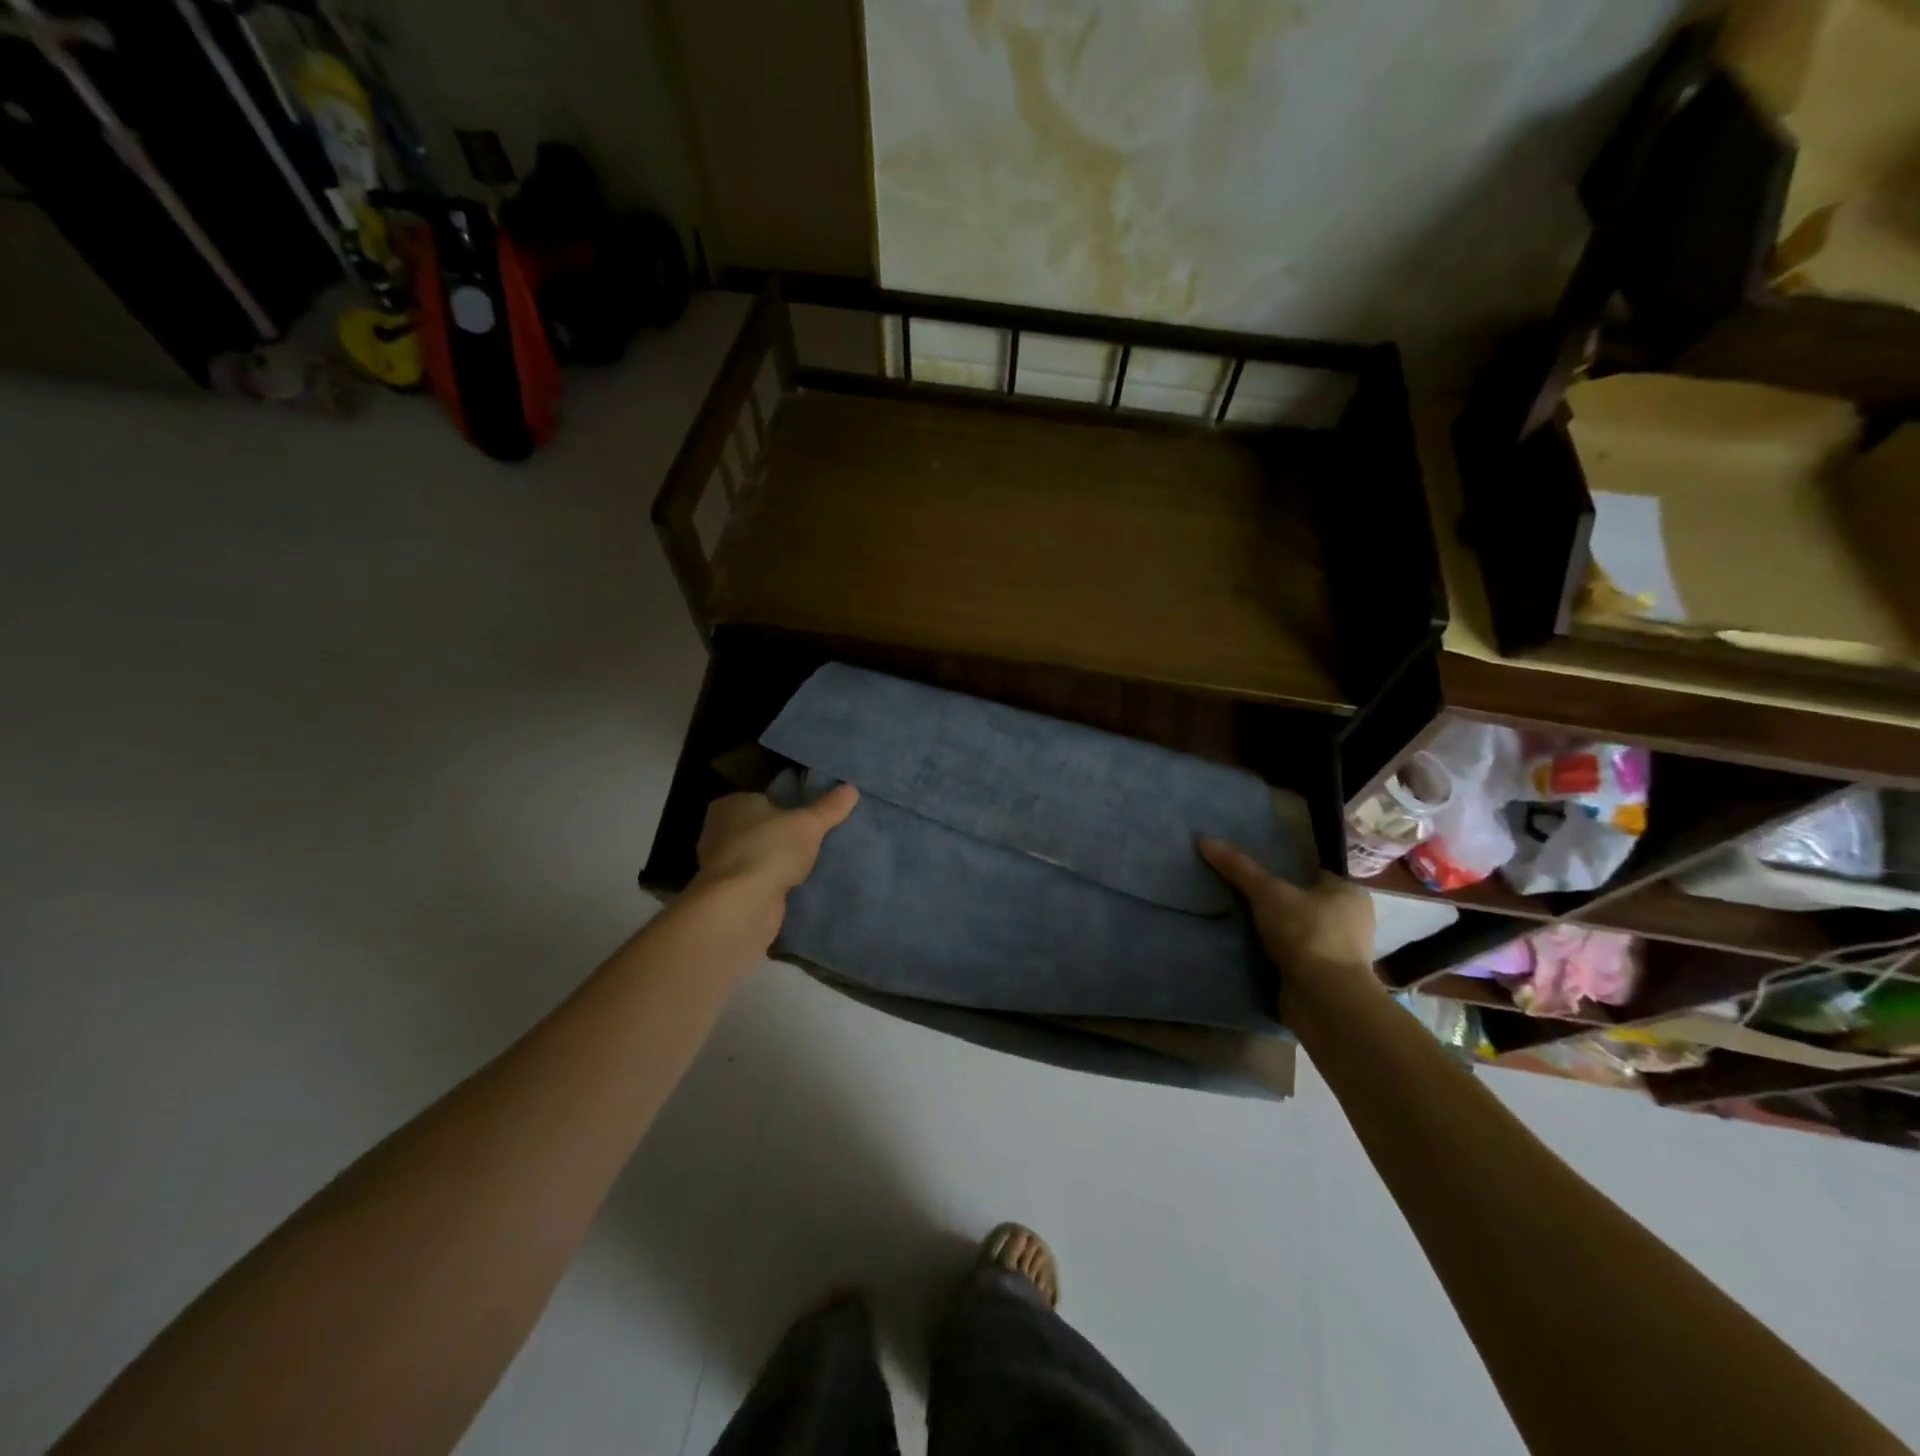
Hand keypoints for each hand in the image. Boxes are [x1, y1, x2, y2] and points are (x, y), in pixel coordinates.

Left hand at [695, 785, 859, 897]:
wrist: (741, 907)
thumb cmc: (770, 850)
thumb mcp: (809, 824)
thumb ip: (830, 807)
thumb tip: (851, 789)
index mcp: (731, 804)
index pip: (763, 799)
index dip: (787, 807)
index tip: (810, 817)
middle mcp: (718, 831)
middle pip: (760, 829)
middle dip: (783, 837)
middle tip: (816, 841)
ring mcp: (721, 865)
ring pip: (759, 857)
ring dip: (778, 863)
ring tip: (812, 865)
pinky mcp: (727, 894)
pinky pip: (757, 882)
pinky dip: (772, 885)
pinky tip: (796, 889)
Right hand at [1198, 838, 1375, 983]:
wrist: (1324, 999)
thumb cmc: (1307, 933)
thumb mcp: (1267, 892)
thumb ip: (1238, 867)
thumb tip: (1204, 839)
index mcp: (1350, 894)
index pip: (1312, 874)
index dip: (1284, 872)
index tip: (1254, 874)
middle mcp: (1352, 922)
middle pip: (1305, 904)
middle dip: (1278, 904)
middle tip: (1241, 898)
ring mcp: (1341, 954)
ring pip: (1300, 933)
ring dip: (1276, 933)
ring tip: (1240, 924)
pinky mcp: (1326, 980)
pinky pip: (1296, 959)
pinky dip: (1277, 956)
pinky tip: (1251, 951)